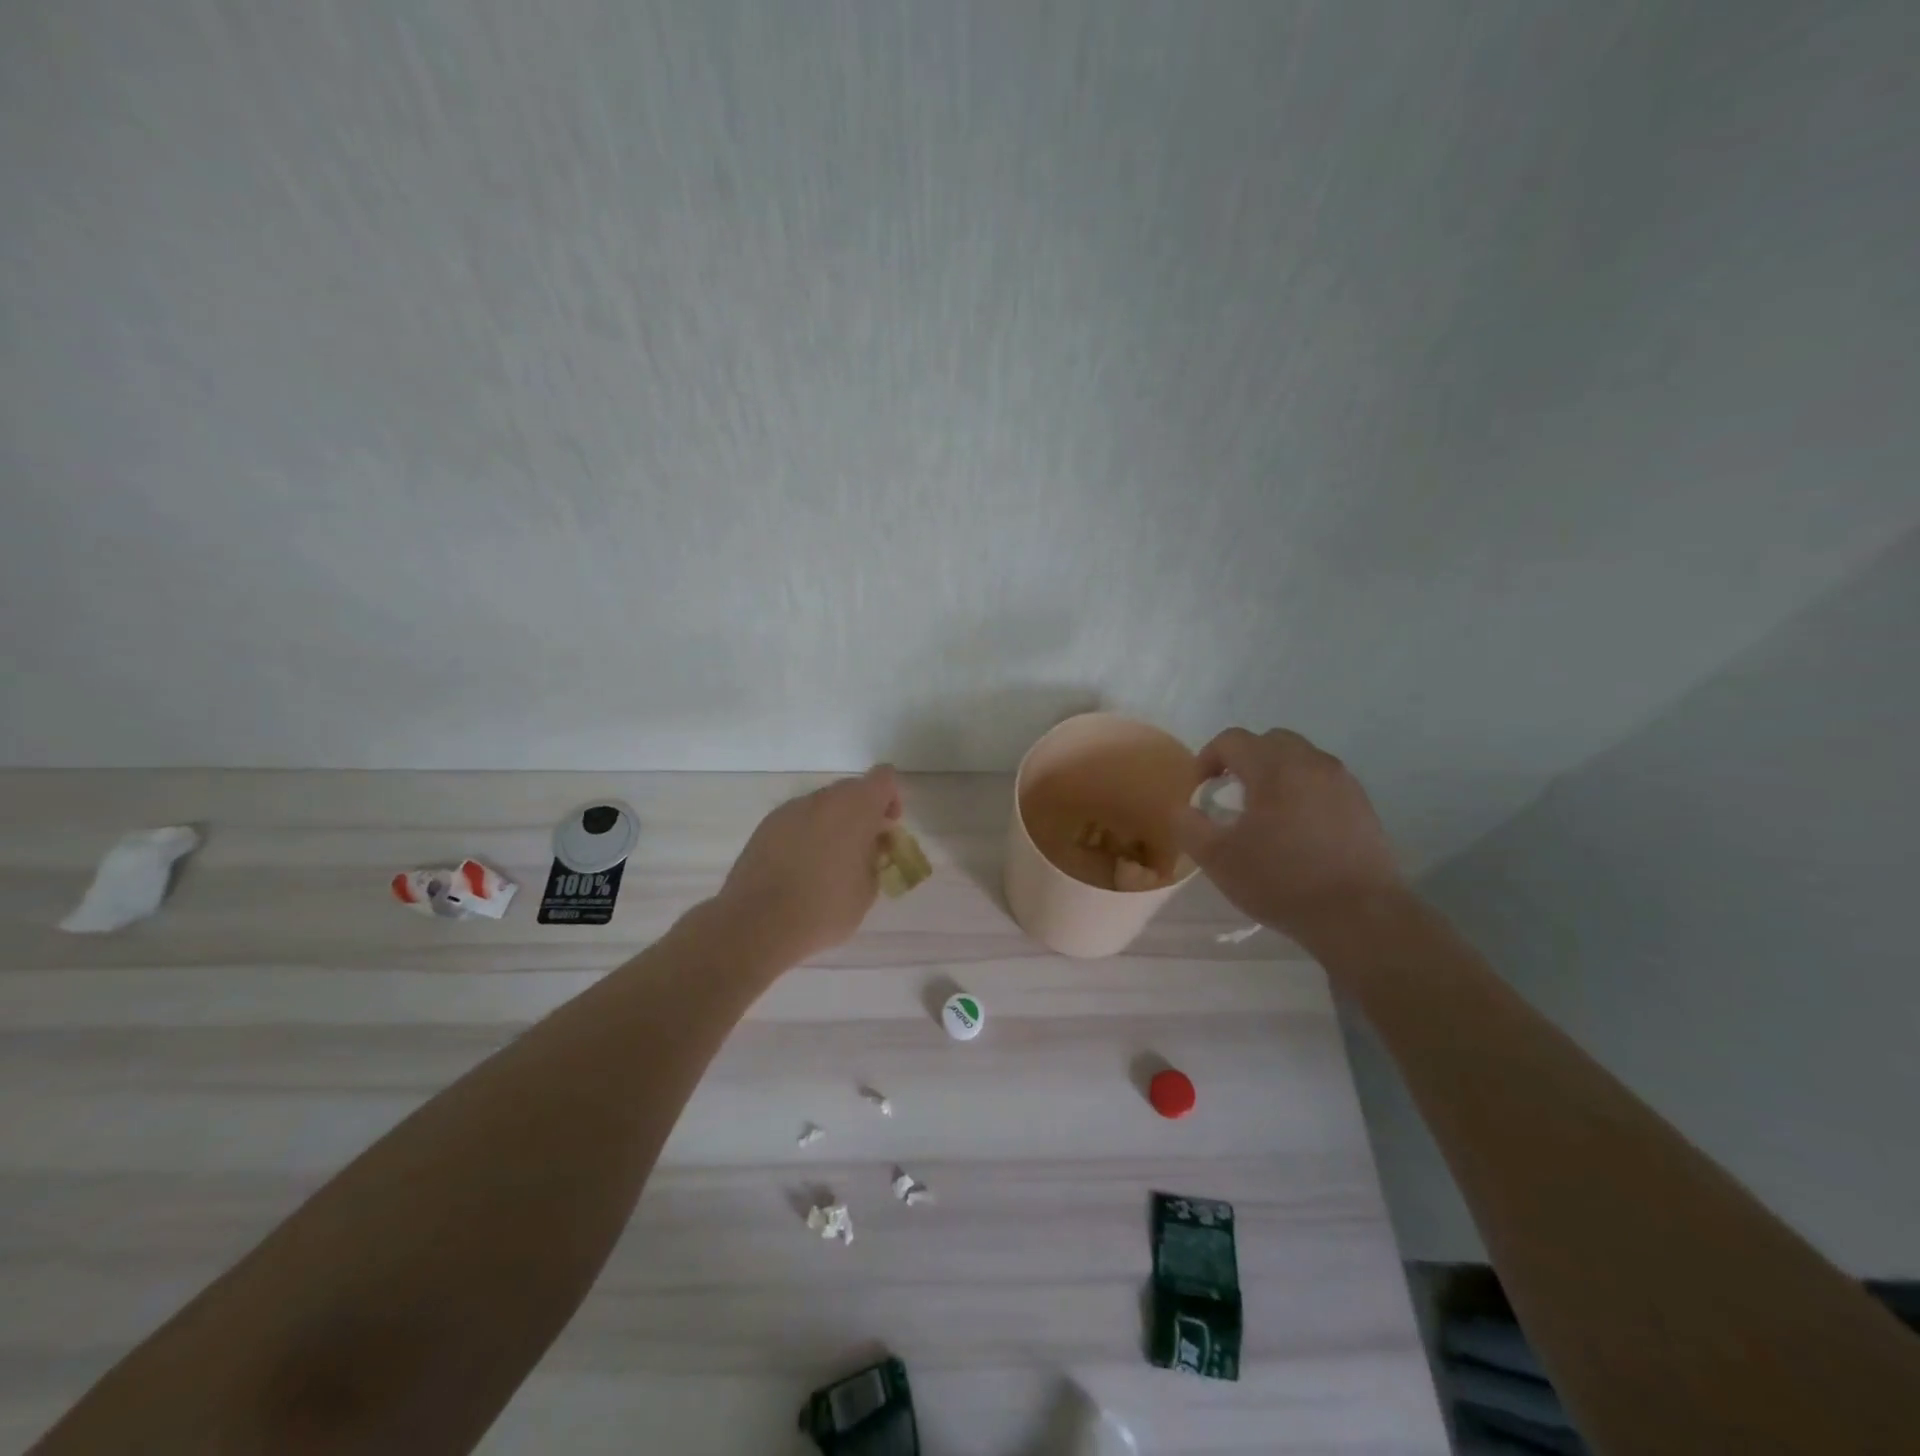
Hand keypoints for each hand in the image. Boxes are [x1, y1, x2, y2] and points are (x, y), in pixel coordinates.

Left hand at [715, 765, 903, 963]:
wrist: (757, 925)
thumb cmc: (825, 909)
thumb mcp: (868, 889)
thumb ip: (874, 857)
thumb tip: (866, 848)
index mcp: (855, 807)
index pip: (883, 778)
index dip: (890, 799)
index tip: (887, 829)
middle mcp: (822, 799)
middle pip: (851, 791)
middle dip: (862, 814)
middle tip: (862, 851)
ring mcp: (789, 810)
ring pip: (822, 806)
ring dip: (832, 825)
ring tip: (828, 865)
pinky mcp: (764, 827)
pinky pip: (796, 822)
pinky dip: (805, 836)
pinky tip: (800, 870)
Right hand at [1175, 728, 1402, 939]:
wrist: (1359, 916)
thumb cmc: (1281, 881)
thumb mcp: (1217, 859)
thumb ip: (1188, 825)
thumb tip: (1183, 808)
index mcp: (1274, 767)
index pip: (1231, 740)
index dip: (1207, 759)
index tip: (1200, 792)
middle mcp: (1311, 762)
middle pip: (1268, 741)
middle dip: (1243, 760)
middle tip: (1229, 795)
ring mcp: (1342, 781)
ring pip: (1299, 758)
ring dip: (1274, 773)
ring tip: (1263, 812)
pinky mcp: (1362, 804)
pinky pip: (1322, 780)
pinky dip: (1301, 790)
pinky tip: (1296, 828)